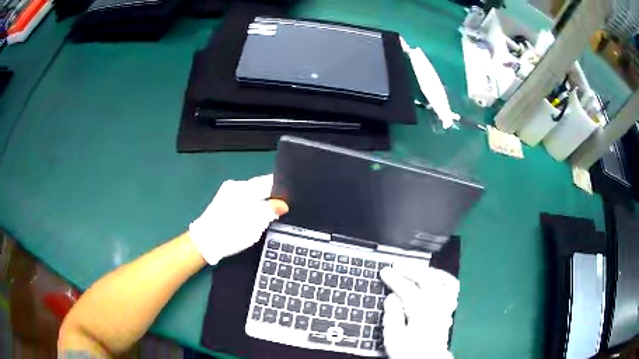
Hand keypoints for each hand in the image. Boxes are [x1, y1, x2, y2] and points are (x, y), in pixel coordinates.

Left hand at [189, 174, 287, 264]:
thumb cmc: (230, 232)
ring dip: (260, 203)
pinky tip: (252, 219)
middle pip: (260, 187)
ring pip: (251, 195)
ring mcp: (227, 194)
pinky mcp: (223, 203)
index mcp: (244, 188)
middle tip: (280, 211)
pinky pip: (243, 201)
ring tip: (267, 217)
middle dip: (271, 197)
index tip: (291, 199)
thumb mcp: (255, 223)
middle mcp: (235, 186)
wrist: (205, 243)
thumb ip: (271, 210)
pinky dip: (250, 208)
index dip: (281, 190)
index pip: (268, 181)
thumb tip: (283, 204)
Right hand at [379, 265, 458, 358]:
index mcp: (421, 312)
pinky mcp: (449, 310)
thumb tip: (391, 297)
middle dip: (411, 270)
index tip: (384, 271)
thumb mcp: (394, 338)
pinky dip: (445, 280)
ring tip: (418, 269)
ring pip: (444, 281)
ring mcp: (445, 307)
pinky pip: (453, 289)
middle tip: (398, 266)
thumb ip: (392, 316)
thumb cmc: (409, 352)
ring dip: (430, 271)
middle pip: (428, 279)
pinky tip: (437, 280)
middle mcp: (437, 306)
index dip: (395, 278)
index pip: (408, 289)